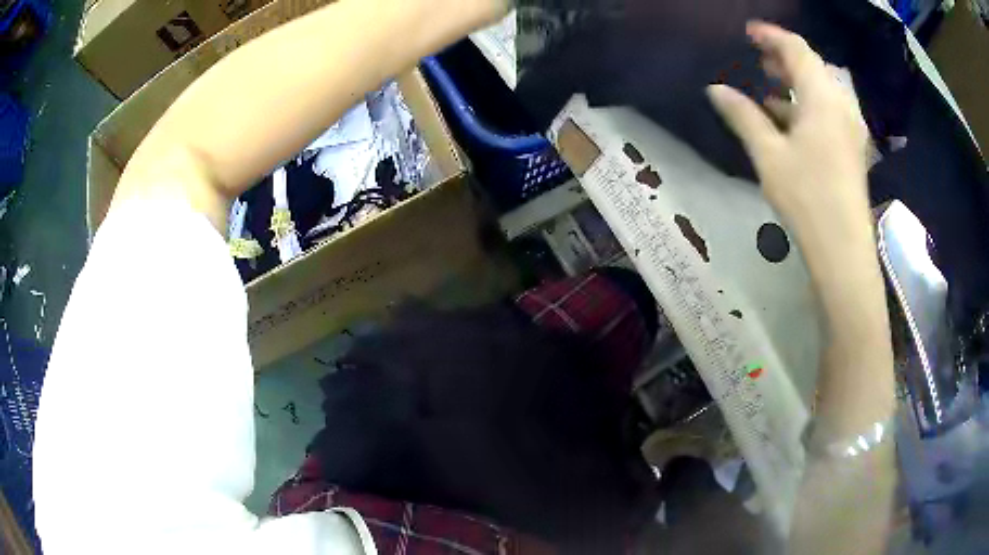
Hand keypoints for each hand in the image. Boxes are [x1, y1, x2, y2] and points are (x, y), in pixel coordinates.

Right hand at [707, 22, 871, 275]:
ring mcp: (851, 128)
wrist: (844, 251)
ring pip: (822, 91)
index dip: (771, 35)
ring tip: (770, 89)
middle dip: (784, 59)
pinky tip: (791, 122)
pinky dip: (808, 107)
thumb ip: (743, 115)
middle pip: (813, 67)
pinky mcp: (853, 149)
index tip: (748, 32)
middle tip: (758, 60)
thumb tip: (716, 89)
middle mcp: (841, 105)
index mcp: (822, 97)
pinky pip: (829, 112)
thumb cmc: (807, 198)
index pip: (796, 48)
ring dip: (796, 84)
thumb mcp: (769, 154)